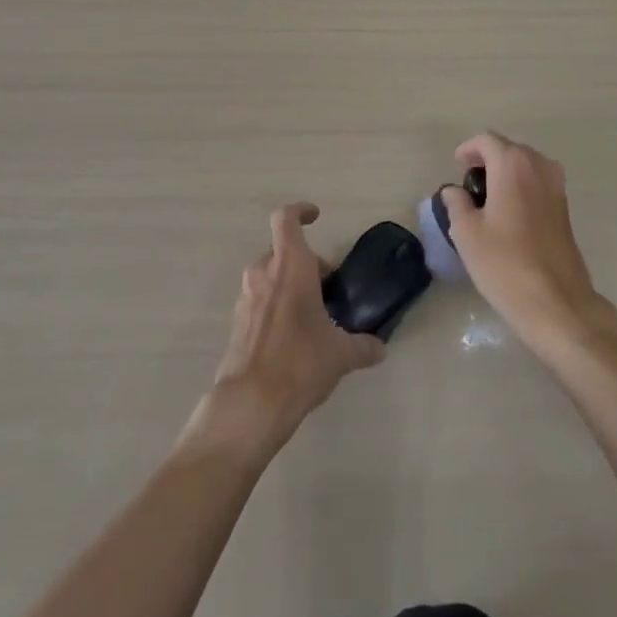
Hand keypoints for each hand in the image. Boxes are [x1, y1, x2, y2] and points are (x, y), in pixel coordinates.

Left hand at [185, 203, 384, 464]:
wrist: (250, 405)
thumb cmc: (300, 363)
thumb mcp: (340, 355)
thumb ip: (362, 346)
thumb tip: (380, 348)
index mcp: (290, 266)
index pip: (286, 219)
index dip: (300, 211)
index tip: (316, 217)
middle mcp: (264, 273)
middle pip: (283, 251)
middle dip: (307, 263)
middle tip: (328, 288)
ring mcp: (246, 298)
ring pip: (270, 276)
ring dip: (290, 285)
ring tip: (313, 315)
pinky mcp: (237, 323)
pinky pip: (260, 300)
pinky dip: (276, 306)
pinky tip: (293, 337)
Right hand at [438, 133, 616, 363]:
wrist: (557, 303)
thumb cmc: (505, 263)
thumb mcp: (466, 232)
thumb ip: (456, 203)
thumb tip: (453, 191)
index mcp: (513, 164)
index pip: (486, 141)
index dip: (467, 151)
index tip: (456, 170)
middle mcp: (539, 165)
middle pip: (508, 149)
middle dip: (486, 161)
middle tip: (468, 187)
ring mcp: (557, 186)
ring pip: (525, 166)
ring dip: (505, 174)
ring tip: (487, 202)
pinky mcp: (565, 208)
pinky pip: (537, 183)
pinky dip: (521, 188)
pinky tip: (509, 216)